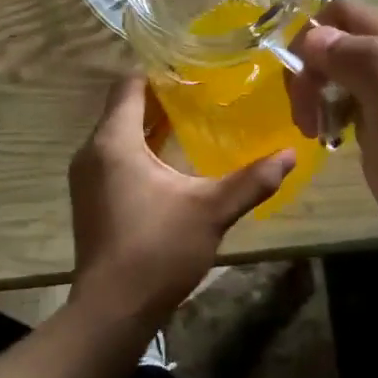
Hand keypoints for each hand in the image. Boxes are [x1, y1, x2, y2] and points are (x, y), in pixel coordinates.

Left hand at [68, 77, 294, 333]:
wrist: (111, 311)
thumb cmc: (157, 250)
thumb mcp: (212, 211)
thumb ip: (251, 181)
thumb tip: (290, 154)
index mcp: (114, 142)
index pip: (129, 85)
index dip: (158, 71)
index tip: (193, 66)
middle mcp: (92, 151)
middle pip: (123, 107)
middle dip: (160, 97)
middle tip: (203, 91)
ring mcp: (87, 177)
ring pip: (118, 134)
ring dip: (150, 125)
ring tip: (192, 119)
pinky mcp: (91, 199)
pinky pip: (114, 157)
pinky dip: (139, 149)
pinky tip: (171, 160)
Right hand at [286, 1, 377, 290]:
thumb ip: (363, 66)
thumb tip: (315, 35)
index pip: (346, 13)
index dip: (312, 39)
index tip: (300, 90)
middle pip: (344, 40)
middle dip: (313, 71)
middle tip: (306, 121)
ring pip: (348, 70)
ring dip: (322, 93)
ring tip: (316, 133)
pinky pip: (360, 100)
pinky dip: (338, 113)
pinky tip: (335, 140)